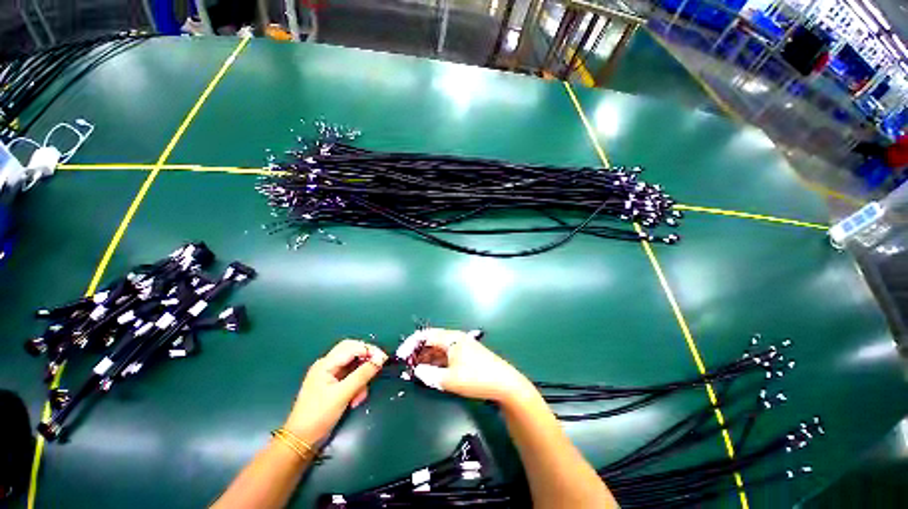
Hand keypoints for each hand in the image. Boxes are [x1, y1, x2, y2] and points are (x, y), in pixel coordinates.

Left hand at [284, 340, 387, 444]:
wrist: (301, 441)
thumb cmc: (319, 415)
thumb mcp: (343, 394)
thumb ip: (363, 374)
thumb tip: (380, 359)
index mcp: (326, 364)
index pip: (352, 347)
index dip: (369, 350)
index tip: (384, 360)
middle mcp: (327, 365)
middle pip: (352, 352)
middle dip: (366, 360)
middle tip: (377, 369)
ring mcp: (329, 375)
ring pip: (353, 365)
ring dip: (361, 377)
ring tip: (360, 396)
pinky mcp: (332, 385)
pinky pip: (350, 377)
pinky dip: (356, 385)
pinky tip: (355, 399)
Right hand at [407, 328, 536, 405]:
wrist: (505, 384)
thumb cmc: (477, 378)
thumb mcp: (451, 379)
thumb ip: (430, 375)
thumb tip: (416, 371)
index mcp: (452, 339)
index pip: (426, 335)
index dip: (411, 344)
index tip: (400, 356)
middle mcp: (456, 339)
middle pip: (432, 340)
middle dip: (418, 352)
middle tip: (407, 366)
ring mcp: (462, 346)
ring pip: (439, 349)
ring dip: (427, 358)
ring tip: (416, 371)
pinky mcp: (466, 355)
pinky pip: (446, 355)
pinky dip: (436, 361)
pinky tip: (432, 371)